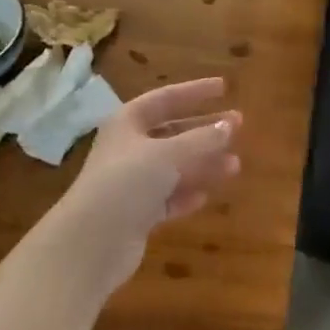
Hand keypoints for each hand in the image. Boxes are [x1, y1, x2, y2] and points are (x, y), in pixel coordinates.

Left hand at [53, 78, 241, 293]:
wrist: (91, 242)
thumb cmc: (126, 182)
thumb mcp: (168, 154)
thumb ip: (201, 139)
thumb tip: (229, 124)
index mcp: (128, 123)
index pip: (165, 99)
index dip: (194, 91)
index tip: (224, 87)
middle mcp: (129, 148)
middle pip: (173, 133)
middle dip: (205, 130)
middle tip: (238, 125)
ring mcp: (131, 182)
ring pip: (174, 167)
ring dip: (203, 164)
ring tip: (235, 166)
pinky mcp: (136, 214)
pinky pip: (168, 198)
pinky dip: (186, 194)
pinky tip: (205, 196)